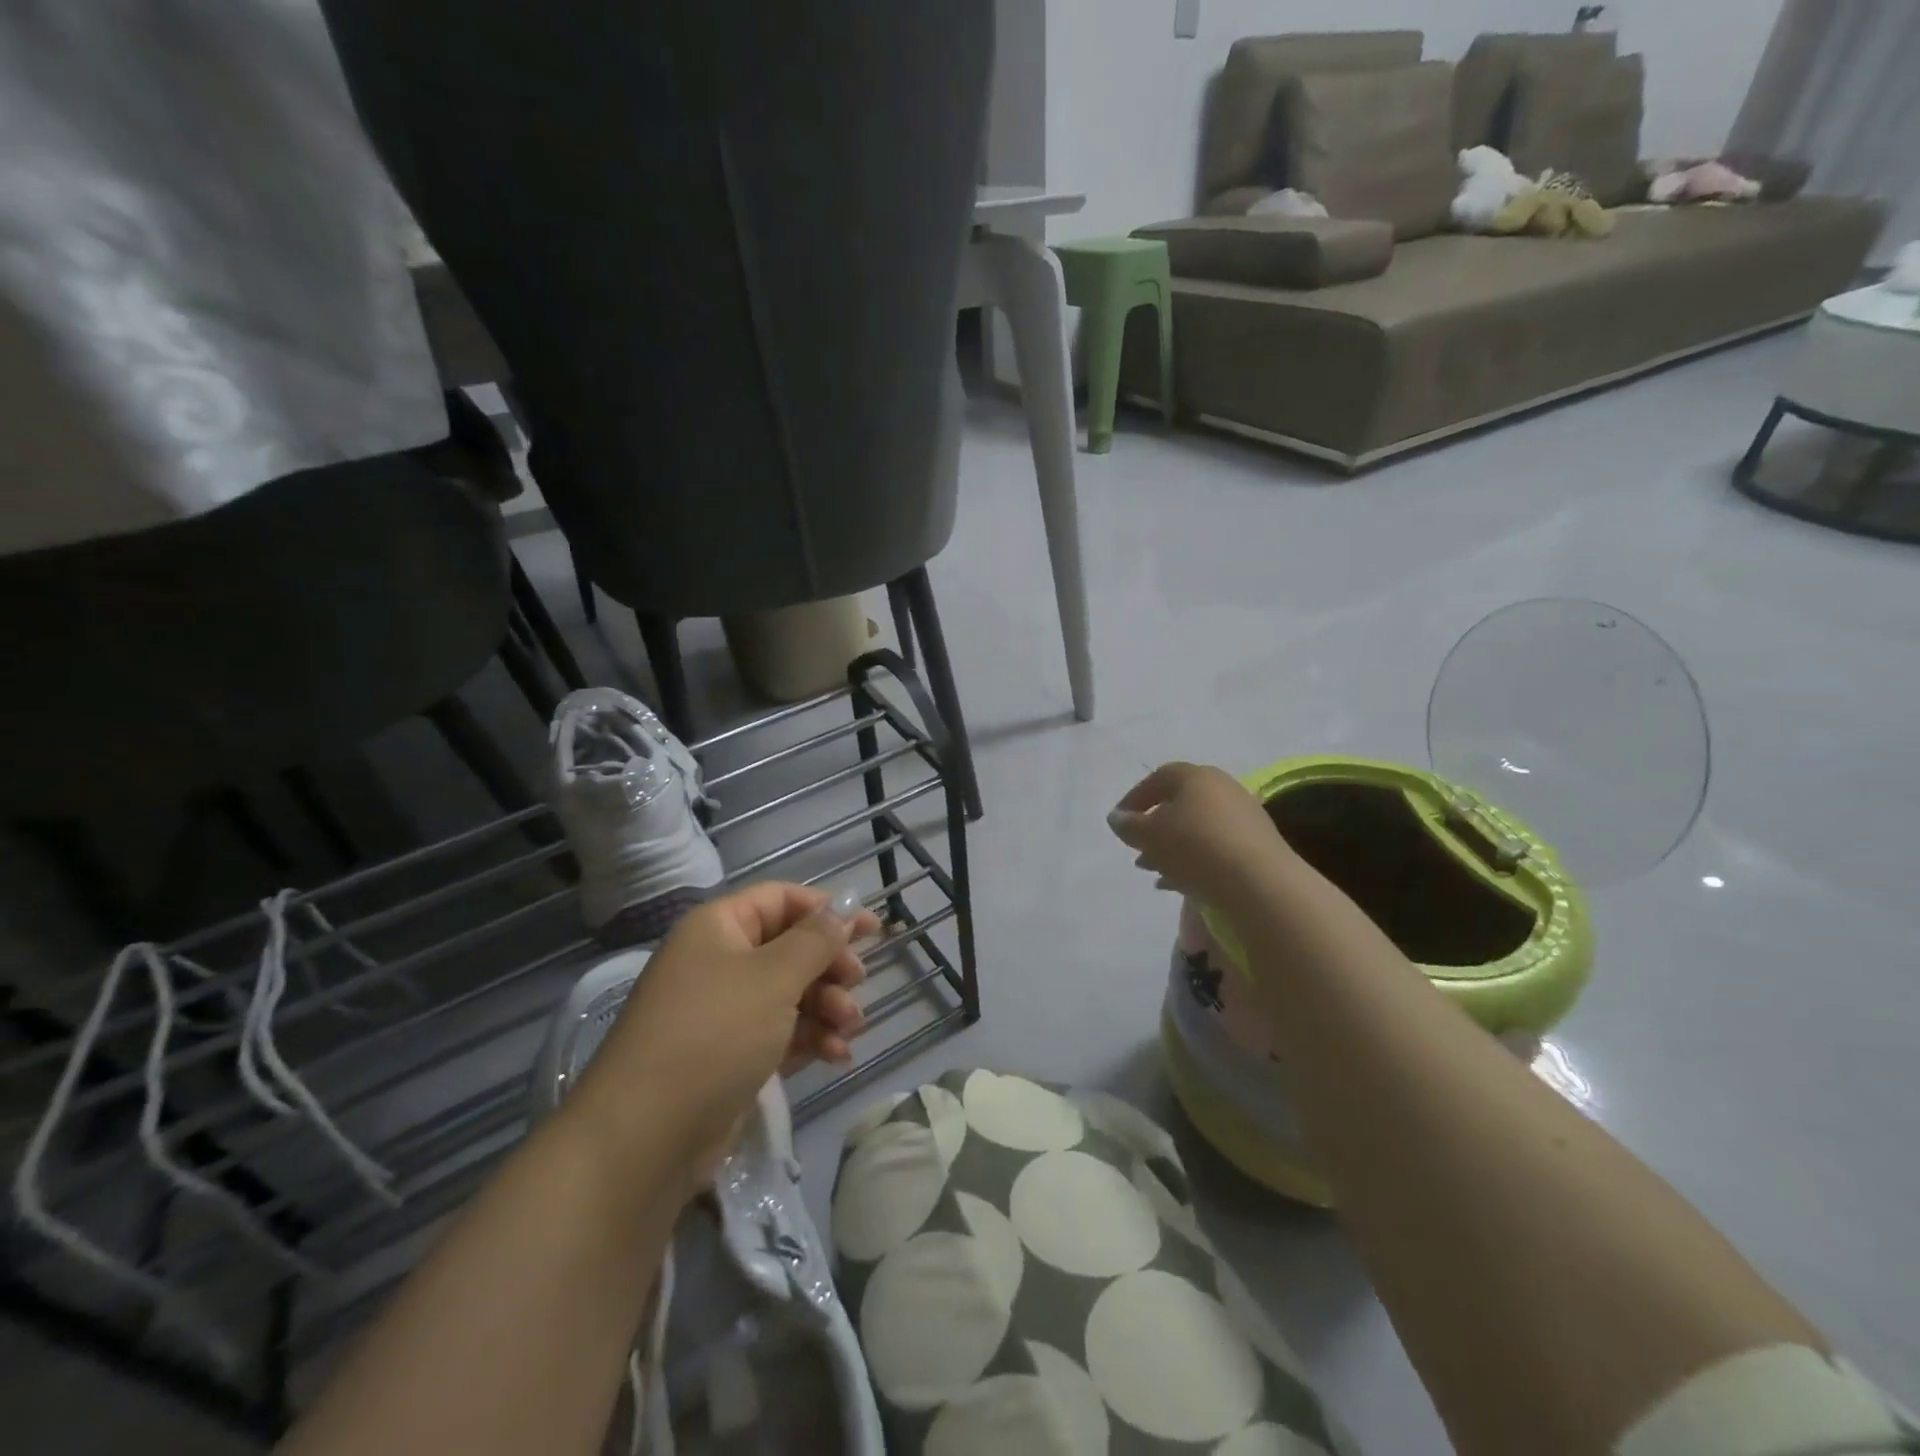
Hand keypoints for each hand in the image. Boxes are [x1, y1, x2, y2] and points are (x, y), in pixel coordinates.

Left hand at [564, 883, 880, 1198]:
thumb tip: (844, 907)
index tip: (870, 930)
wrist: (644, 1139)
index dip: (826, 909)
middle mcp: (719, 962)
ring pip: (790, 993)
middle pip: (789, 947)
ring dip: (826, 1006)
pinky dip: (809, 1038)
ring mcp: (723, 1012)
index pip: (781, 899)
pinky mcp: (730, 1056)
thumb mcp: (773, 978)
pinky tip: (835, 1056)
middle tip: (857, 984)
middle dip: (829, 966)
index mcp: (719, 928)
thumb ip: (816, 940)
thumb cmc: (713, 1035)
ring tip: (850, 1029)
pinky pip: (780, 1032)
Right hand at [1107, 762, 1294, 910]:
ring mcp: (1244, 817)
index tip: (1120, 822)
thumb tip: (1118, 817)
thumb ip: (1129, 825)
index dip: (1135, 798)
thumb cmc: (1195, 847)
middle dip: (1155, 827)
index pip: (1159, 778)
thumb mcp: (1149, 836)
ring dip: (1172, 847)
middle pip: (1180, 803)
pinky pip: (1216, 847)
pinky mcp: (1257, 845)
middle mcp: (1223, 788)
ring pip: (1197, 828)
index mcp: (1196, 776)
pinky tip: (1179, 883)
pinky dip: (1195, 860)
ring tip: (1154, 871)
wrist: (1259, 882)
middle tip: (1137, 849)